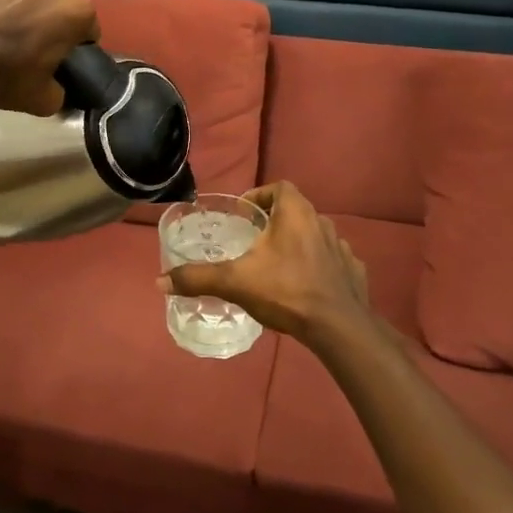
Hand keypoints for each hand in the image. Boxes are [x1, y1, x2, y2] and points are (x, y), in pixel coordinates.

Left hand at [0, 0, 98, 115]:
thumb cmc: (7, 75)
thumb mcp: (44, 100)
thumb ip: (60, 92)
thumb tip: (56, 89)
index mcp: (76, 10)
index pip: (88, 30)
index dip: (76, 47)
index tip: (60, 61)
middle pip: (60, 4)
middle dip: (51, 21)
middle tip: (32, 47)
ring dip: (24, 8)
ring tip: (3, 33)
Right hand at [158, 183, 374, 348]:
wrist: (338, 326)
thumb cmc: (286, 291)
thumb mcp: (235, 282)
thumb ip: (198, 278)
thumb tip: (159, 281)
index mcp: (296, 213)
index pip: (279, 187)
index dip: (260, 196)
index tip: (244, 215)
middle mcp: (322, 221)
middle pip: (296, 211)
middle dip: (275, 222)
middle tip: (253, 242)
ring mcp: (342, 247)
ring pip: (314, 236)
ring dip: (297, 244)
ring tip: (276, 266)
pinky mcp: (354, 271)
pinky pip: (331, 260)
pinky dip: (317, 267)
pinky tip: (305, 286)